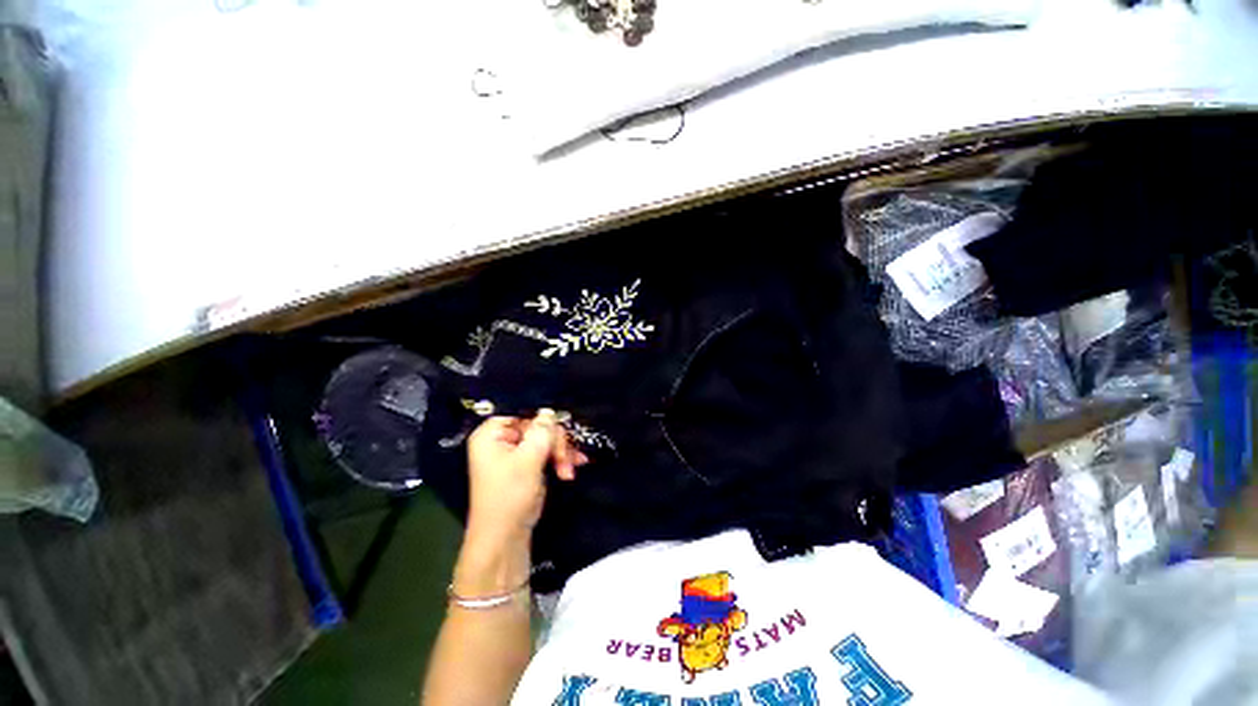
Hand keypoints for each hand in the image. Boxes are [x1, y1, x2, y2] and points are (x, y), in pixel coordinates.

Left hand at [466, 409, 586, 541]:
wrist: (505, 538)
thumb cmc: (510, 495)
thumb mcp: (529, 459)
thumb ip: (542, 431)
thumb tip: (550, 410)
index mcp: (492, 434)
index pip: (521, 411)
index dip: (543, 417)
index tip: (561, 427)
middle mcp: (501, 439)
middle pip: (536, 426)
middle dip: (555, 442)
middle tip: (568, 457)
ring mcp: (513, 453)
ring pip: (544, 440)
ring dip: (560, 453)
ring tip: (570, 469)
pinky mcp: (524, 465)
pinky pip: (545, 453)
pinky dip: (558, 460)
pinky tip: (570, 469)